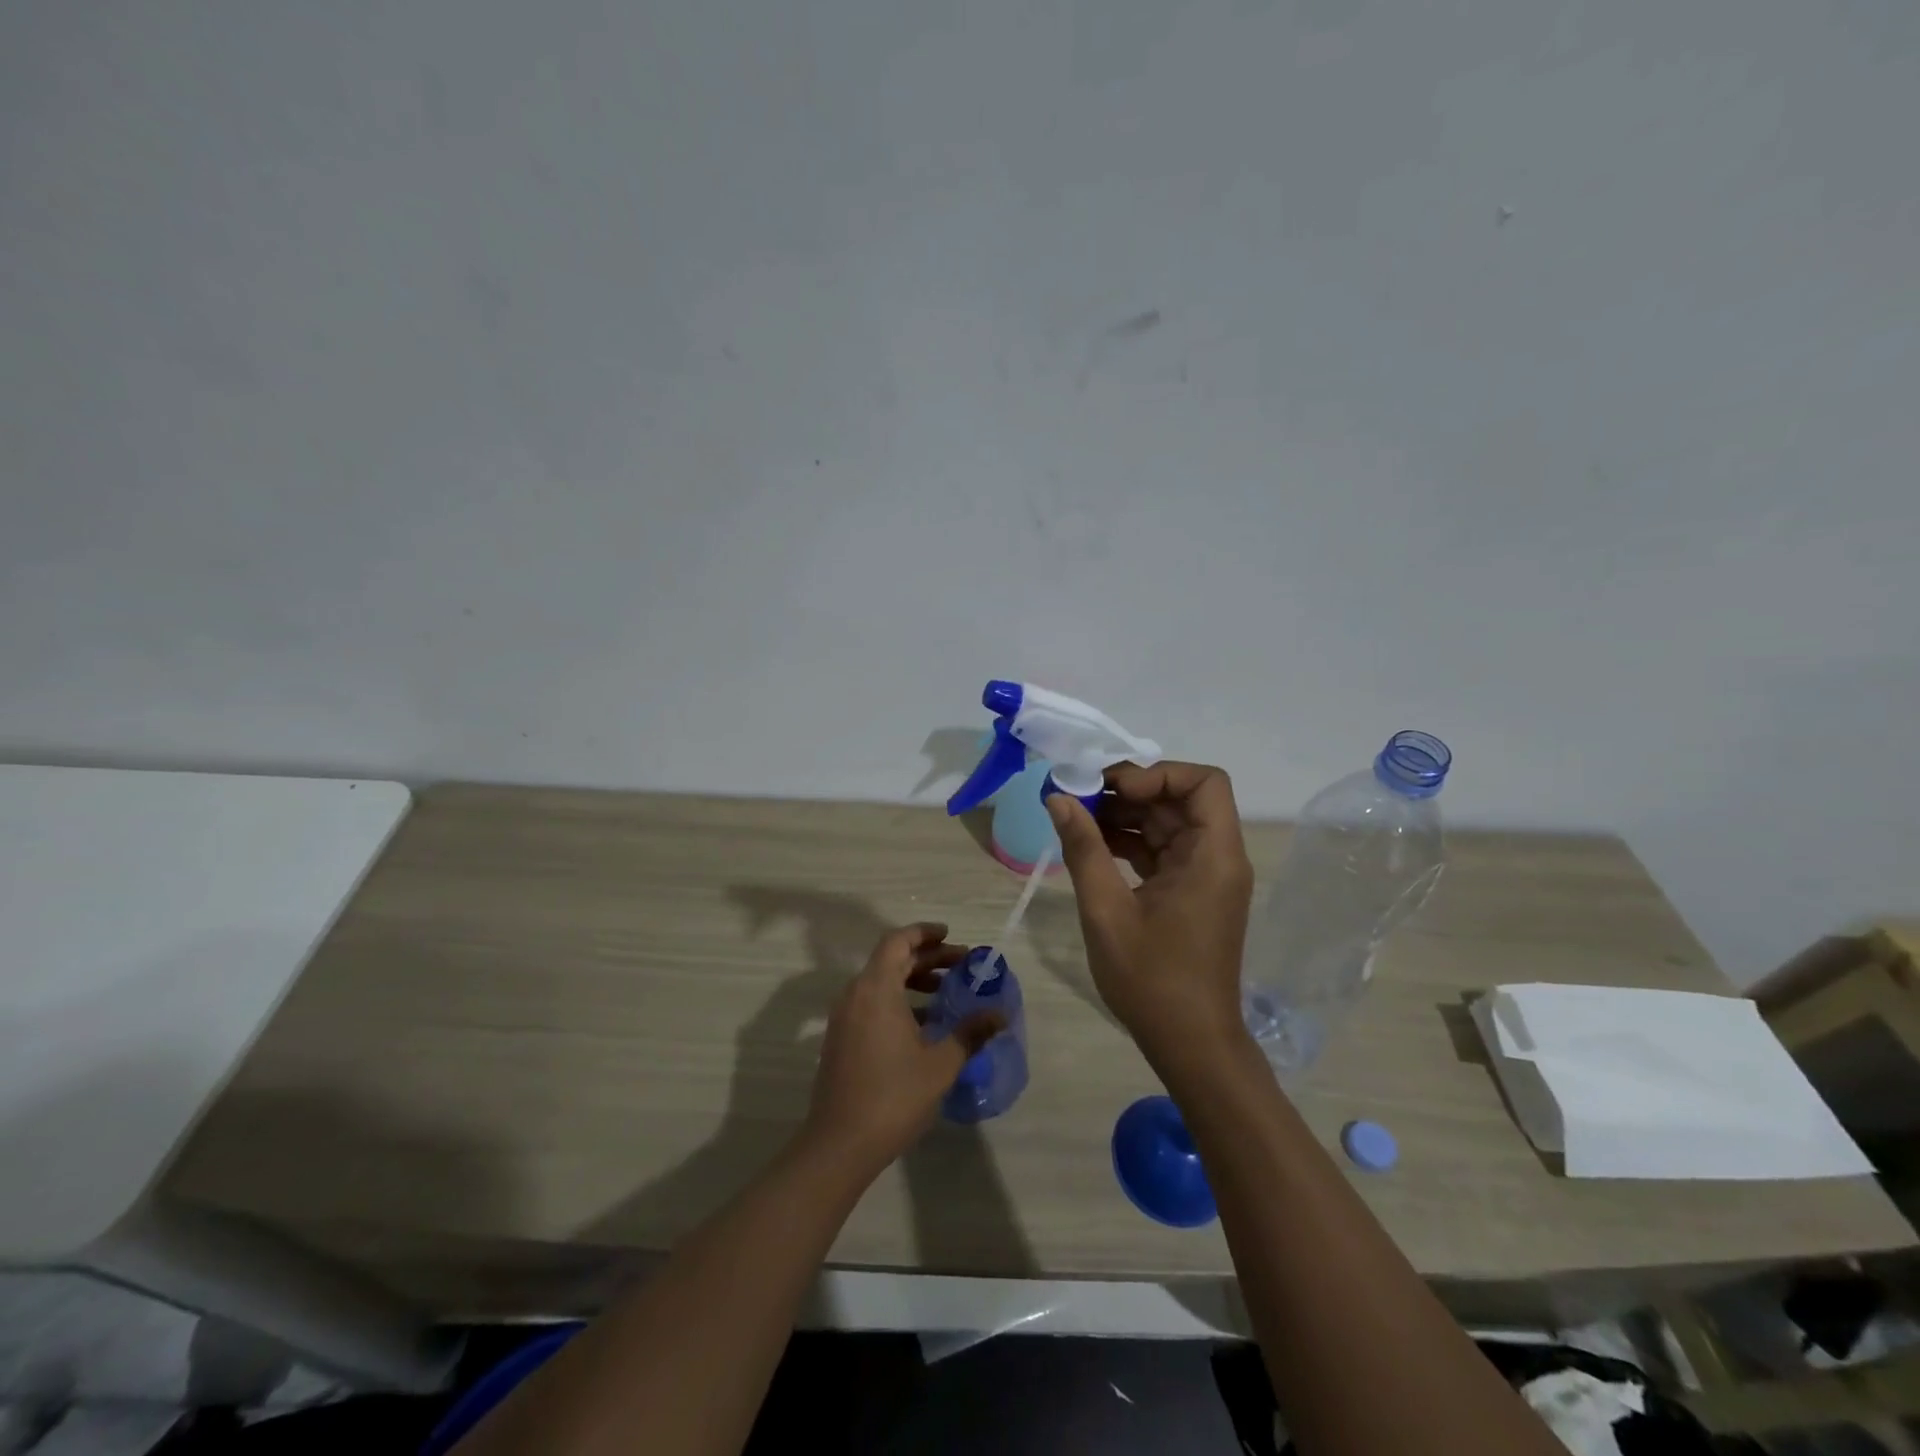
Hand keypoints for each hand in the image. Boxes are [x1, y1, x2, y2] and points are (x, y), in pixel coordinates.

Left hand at [803, 923, 1005, 1170]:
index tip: (951, 936)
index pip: (898, 941)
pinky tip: (924, 1025)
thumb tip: (1000, 1014)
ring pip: (880, 982)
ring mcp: (844, 1018)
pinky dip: (897, 1001)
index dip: (924, 933)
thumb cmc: (893, 1096)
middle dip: (927, 958)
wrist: (840, 1145)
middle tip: (961, 965)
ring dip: (913, 980)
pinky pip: (871, 1003)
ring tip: (946, 992)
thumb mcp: (941, 1064)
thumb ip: (970, 1033)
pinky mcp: (841, 1039)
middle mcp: (855, 995)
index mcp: (876, 989)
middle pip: (891, 960)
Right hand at [1047, 762, 1255, 1063]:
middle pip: (1182, 799)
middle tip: (1078, 797)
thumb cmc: (1152, 980)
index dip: (1157, 775)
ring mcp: (1205, 876)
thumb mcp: (1106, 911)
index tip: (1111, 790)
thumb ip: (1083, 848)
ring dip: (1125, 816)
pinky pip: (1163, 850)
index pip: (1204, 783)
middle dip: (1130, 792)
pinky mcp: (1192, 893)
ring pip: (1169, 823)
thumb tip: (1058, 798)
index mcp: (1212, 856)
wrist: (1190, 1044)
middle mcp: (1217, 857)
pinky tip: (1091, 845)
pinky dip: (1130, 842)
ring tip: (1075, 818)